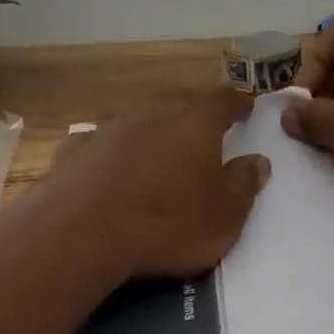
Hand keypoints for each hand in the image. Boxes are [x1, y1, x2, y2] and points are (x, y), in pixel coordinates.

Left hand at [42, 87, 270, 280]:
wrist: (81, 232)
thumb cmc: (166, 224)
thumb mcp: (223, 217)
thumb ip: (243, 185)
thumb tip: (258, 161)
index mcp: (195, 124)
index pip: (223, 100)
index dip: (236, 103)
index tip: (245, 107)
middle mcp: (152, 115)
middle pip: (178, 105)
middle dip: (193, 115)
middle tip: (203, 131)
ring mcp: (108, 129)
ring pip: (138, 122)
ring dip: (151, 133)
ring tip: (157, 154)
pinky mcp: (75, 150)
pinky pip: (101, 144)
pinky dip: (112, 153)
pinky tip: (109, 169)